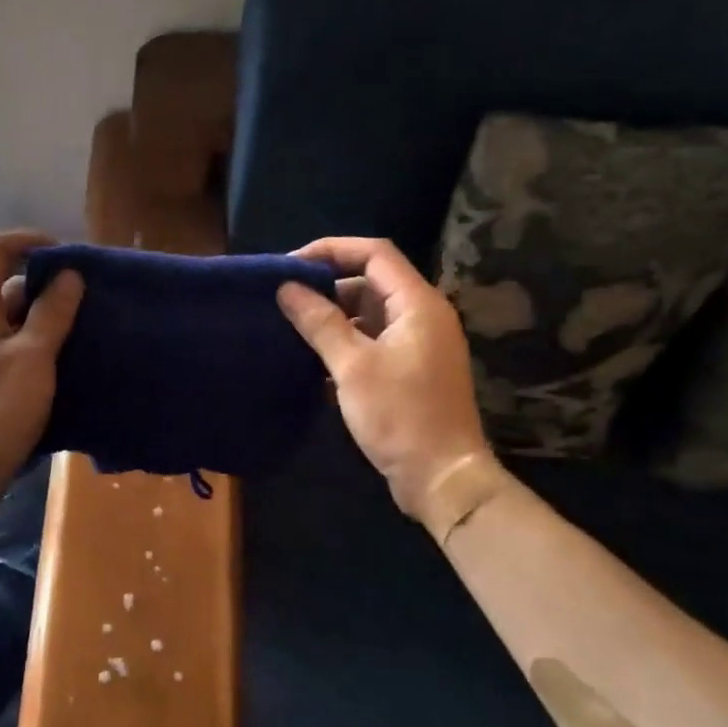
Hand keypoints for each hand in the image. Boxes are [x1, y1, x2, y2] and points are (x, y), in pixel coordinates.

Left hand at [0, 230, 82, 489]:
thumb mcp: (33, 355)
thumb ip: (52, 312)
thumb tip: (68, 274)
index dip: (29, 240)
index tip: (68, 256)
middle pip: (9, 284)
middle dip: (50, 286)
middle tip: (90, 300)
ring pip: (16, 320)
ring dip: (50, 320)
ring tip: (88, 331)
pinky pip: (16, 348)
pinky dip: (42, 347)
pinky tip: (70, 363)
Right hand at [278, 237, 504, 532]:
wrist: (442, 476)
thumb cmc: (399, 416)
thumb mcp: (352, 366)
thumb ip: (319, 322)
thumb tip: (286, 288)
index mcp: (418, 304)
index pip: (374, 254)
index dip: (331, 250)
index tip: (290, 265)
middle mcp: (424, 316)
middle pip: (372, 282)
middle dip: (328, 285)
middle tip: (284, 299)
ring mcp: (419, 344)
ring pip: (371, 313)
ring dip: (334, 316)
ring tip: (292, 327)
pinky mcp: (412, 370)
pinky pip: (374, 340)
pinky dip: (346, 341)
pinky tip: (314, 358)